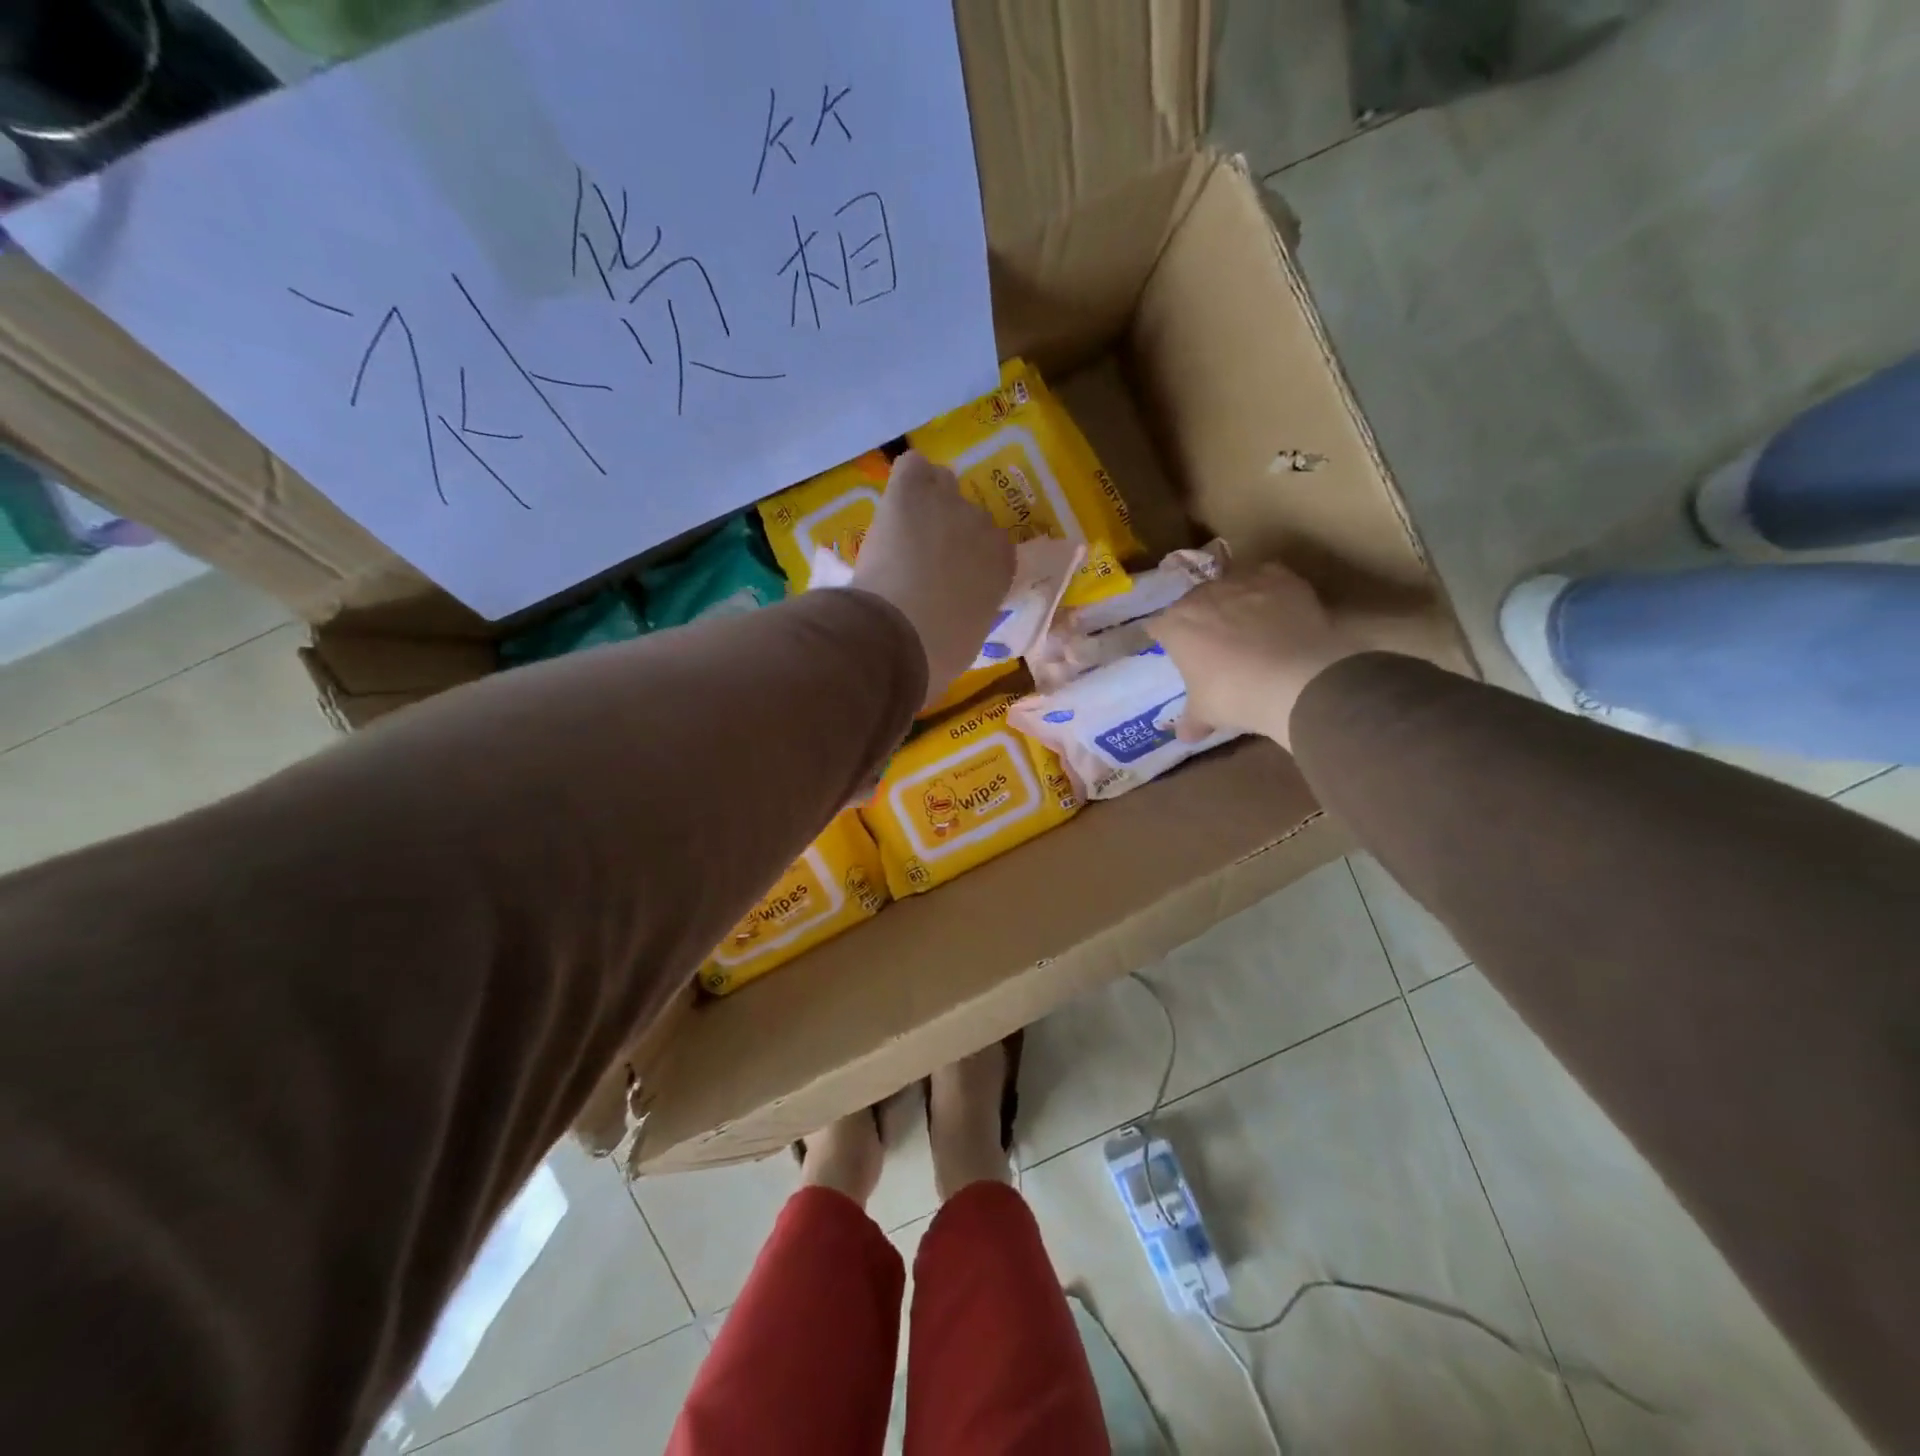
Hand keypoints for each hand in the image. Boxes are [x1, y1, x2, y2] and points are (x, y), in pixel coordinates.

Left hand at [851, 451, 1013, 708]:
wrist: (901, 637)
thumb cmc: (939, 655)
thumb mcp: (967, 641)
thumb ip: (968, 616)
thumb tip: (955, 621)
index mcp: (1002, 567)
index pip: (994, 547)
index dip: (969, 558)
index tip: (950, 575)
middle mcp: (984, 527)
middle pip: (969, 514)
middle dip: (947, 532)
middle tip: (921, 558)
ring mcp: (949, 504)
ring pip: (942, 484)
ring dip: (927, 501)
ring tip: (904, 527)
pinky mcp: (912, 491)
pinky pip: (914, 466)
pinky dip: (905, 480)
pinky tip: (893, 500)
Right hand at [1148, 561, 1360, 747]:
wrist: (1295, 678)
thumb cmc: (1234, 695)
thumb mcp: (1207, 713)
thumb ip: (1191, 720)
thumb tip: (1184, 735)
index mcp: (1175, 625)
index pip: (1158, 626)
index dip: (1166, 638)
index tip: (1176, 651)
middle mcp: (1202, 595)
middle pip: (1193, 602)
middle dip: (1200, 618)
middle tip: (1215, 643)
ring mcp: (1241, 582)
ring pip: (1229, 587)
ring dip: (1233, 602)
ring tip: (1249, 626)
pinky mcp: (1278, 577)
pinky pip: (1266, 579)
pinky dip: (1269, 593)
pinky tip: (1278, 613)